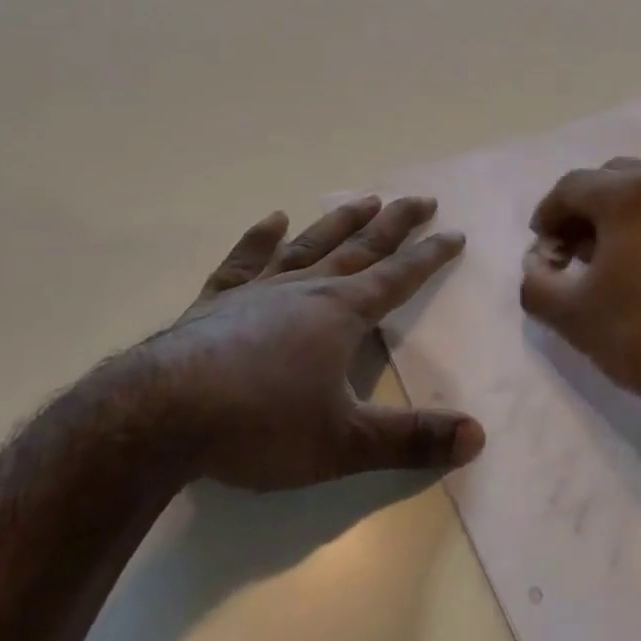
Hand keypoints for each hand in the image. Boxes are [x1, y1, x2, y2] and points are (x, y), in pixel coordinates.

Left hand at [125, 195, 484, 491]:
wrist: (161, 416)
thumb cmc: (261, 425)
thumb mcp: (345, 442)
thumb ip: (413, 440)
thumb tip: (479, 436)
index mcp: (342, 314)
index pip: (399, 277)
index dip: (431, 256)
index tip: (455, 232)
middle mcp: (307, 290)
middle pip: (362, 247)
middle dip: (396, 224)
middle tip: (422, 198)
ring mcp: (259, 292)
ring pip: (311, 245)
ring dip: (341, 222)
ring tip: (366, 199)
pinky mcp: (216, 303)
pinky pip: (243, 263)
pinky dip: (258, 240)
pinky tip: (271, 219)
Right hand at [520, 158, 640, 456]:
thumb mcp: (572, 315)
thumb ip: (536, 282)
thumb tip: (537, 265)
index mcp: (630, 193)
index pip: (571, 188)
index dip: (548, 216)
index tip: (542, 250)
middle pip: (607, 179)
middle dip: (581, 211)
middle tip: (569, 252)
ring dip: (613, 213)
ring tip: (603, 258)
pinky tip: (639, 262)